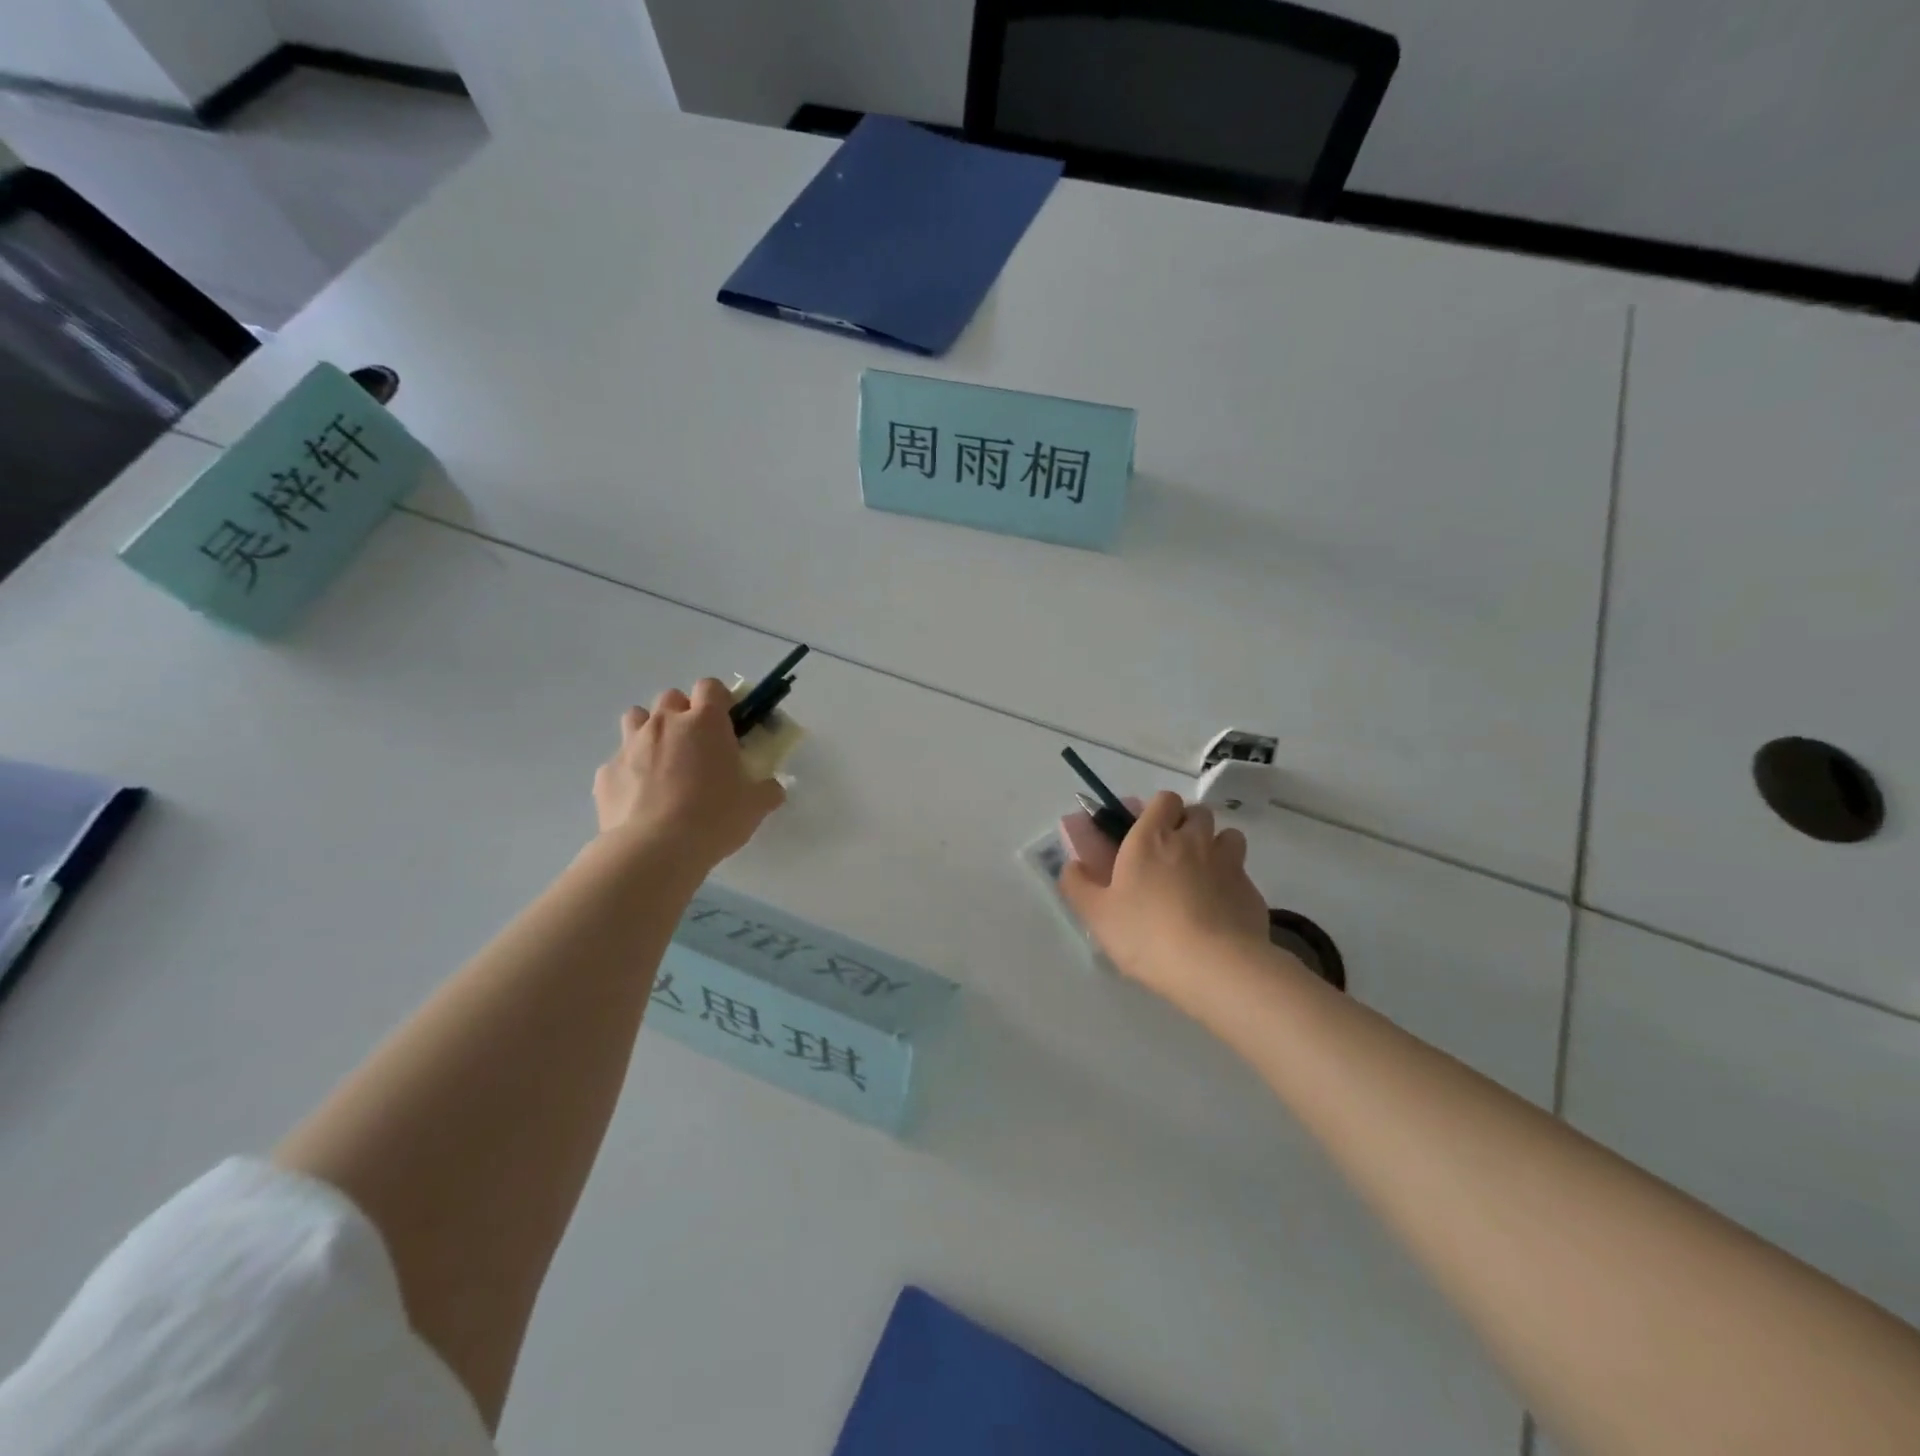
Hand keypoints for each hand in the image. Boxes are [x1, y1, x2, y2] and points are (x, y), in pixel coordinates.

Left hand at [593, 679, 785, 868]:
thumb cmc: (713, 817)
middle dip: (683, 714)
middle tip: (696, 746)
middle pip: (671, 698)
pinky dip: (630, 771)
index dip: (719, 700)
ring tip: (663, 762)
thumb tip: (772, 788)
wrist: (653, 849)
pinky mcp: (606, 773)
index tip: (726, 722)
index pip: (710, 686)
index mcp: (705, 722)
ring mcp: (630, 745)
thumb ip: (767, 790)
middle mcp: (665, 723)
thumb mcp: (755, 806)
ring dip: (650, 731)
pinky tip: (640, 798)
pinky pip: (619, 761)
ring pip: (637, 719)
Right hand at [1059, 791, 1272, 1011]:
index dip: (1158, 810)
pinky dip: (1232, 882)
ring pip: (1228, 837)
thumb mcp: (1097, 914)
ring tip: (1203, 875)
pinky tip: (1220, 909)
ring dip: (1216, 847)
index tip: (1147, 831)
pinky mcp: (1252, 890)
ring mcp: (1228, 863)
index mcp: (1151, 838)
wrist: (1214, 967)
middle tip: (1172, 854)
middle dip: (1187, 825)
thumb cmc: (1146, 934)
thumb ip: (1078, 885)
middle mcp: (1192, 840)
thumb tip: (1072, 866)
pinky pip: (1242, 873)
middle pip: (1198, 812)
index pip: (1164, 799)